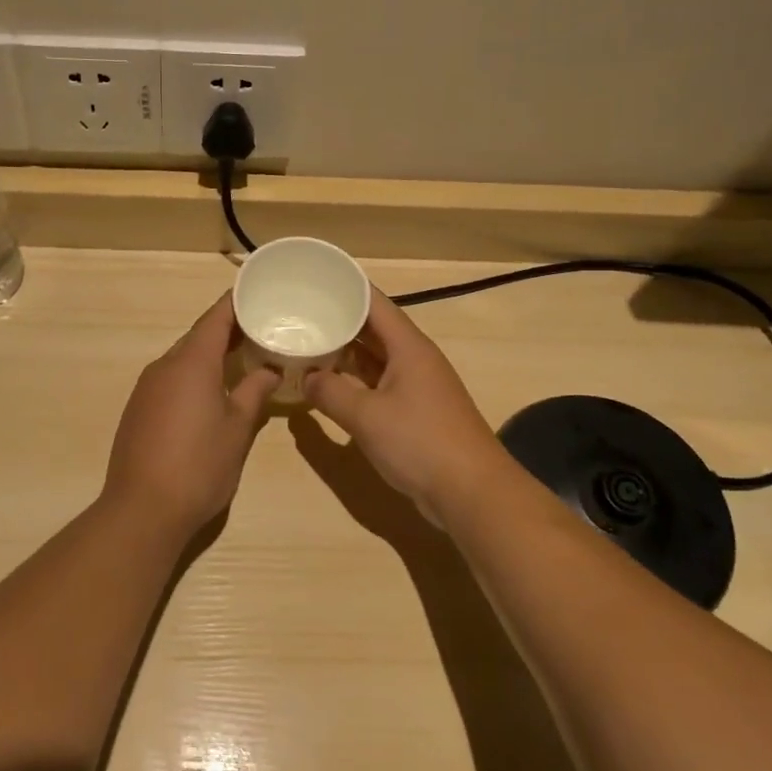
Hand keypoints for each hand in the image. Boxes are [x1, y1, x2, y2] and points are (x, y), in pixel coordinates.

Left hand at [101, 295, 280, 539]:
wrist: (142, 510)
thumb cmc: (199, 466)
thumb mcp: (237, 429)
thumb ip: (254, 393)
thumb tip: (270, 371)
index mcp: (191, 362)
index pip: (216, 318)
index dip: (237, 303)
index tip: (259, 294)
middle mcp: (164, 366)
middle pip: (198, 336)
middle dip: (228, 331)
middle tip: (262, 331)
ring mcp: (146, 388)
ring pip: (183, 358)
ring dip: (210, 355)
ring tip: (242, 360)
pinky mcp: (138, 409)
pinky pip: (170, 379)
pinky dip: (193, 376)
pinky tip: (211, 393)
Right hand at [305, 294, 510, 521]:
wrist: (472, 492)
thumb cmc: (420, 442)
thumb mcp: (366, 416)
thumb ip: (331, 392)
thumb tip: (306, 377)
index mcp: (408, 347)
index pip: (374, 302)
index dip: (346, 286)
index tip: (314, 277)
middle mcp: (414, 359)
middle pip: (374, 328)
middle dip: (339, 319)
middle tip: (299, 311)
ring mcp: (417, 386)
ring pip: (375, 357)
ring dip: (345, 352)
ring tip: (307, 342)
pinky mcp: (416, 411)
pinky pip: (379, 383)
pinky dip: (355, 380)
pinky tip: (330, 384)